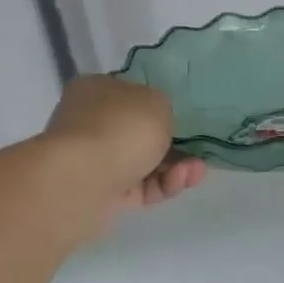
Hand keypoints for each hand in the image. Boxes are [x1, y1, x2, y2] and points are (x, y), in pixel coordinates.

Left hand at [44, 75, 204, 211]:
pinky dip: (164, 185)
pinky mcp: (103, 193)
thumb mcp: (158, 101)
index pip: (132, 96)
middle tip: (199, 153)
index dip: (161, 108)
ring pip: (146, 163)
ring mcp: (95, 160)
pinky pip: (142, 188)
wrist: (84, 180)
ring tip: (195, 171)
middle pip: (142, 134)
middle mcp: (91, 122)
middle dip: (177, 145)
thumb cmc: (121, 127)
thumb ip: (163, 107)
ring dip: (176, 168)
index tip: (186, 121)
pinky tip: (180, 182)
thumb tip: (157, 121)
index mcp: (96, 90)